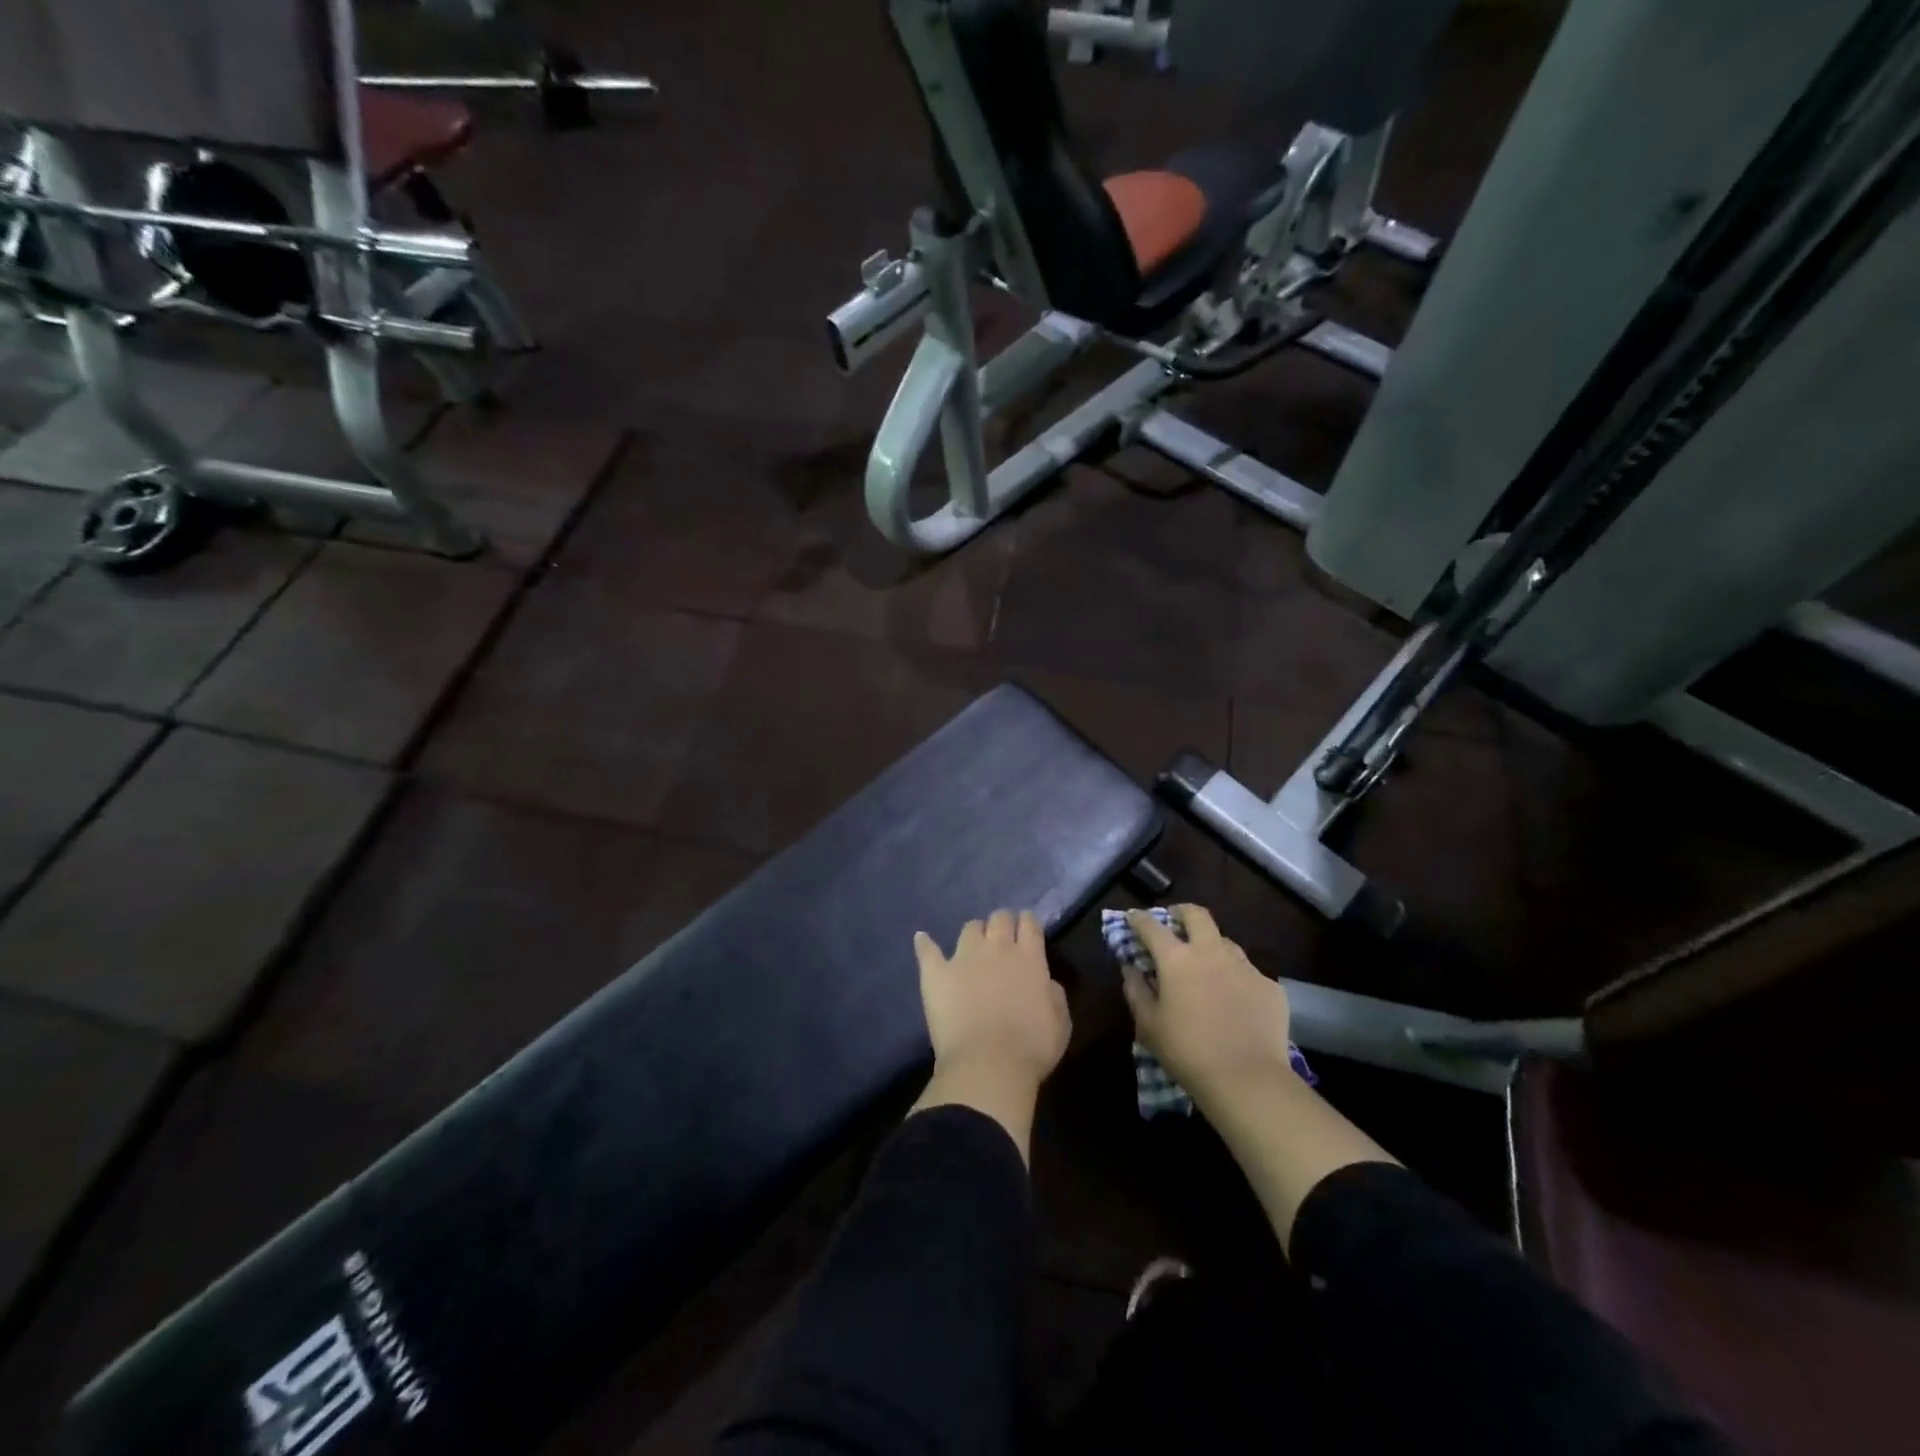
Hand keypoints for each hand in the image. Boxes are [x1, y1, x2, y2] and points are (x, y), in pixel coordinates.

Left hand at [914, 910, 1070, 1091]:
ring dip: (975, 933)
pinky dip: (925, 943)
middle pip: (1000, 918)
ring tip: (974, 946)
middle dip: (1003, 923)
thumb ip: (1054, 995)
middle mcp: (997, 948)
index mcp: (1029, 958)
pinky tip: (921, 938)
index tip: (1027, 930)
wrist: (987, 1065)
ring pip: (970, 928)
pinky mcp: (936, 973)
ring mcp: (963, 957)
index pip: (1029, 923)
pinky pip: (928, 950)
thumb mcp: (1060, 1023)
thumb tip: (1047, 982)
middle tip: (1003, 938)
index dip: (1028, 923)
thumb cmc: (1031, 1048)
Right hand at [1120, 905, 1293, 1106]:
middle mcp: (1211, 952)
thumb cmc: (1187, 1052)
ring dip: (1210, 945)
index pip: (1152, 926)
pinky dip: (1234, 977)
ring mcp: (1245, 967)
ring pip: (1225, 941)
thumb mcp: (1148, 1025)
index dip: (1139, 919)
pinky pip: (1248, 972)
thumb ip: (1135, 990)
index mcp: (1177, 959)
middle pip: (1196, 915)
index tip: (1133, 919)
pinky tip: (1234, 1000)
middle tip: (1174, 923)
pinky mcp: (1269, 986)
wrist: (1248, 1080)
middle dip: (1181, 912)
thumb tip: (1131, 968)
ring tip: (1205, 965)